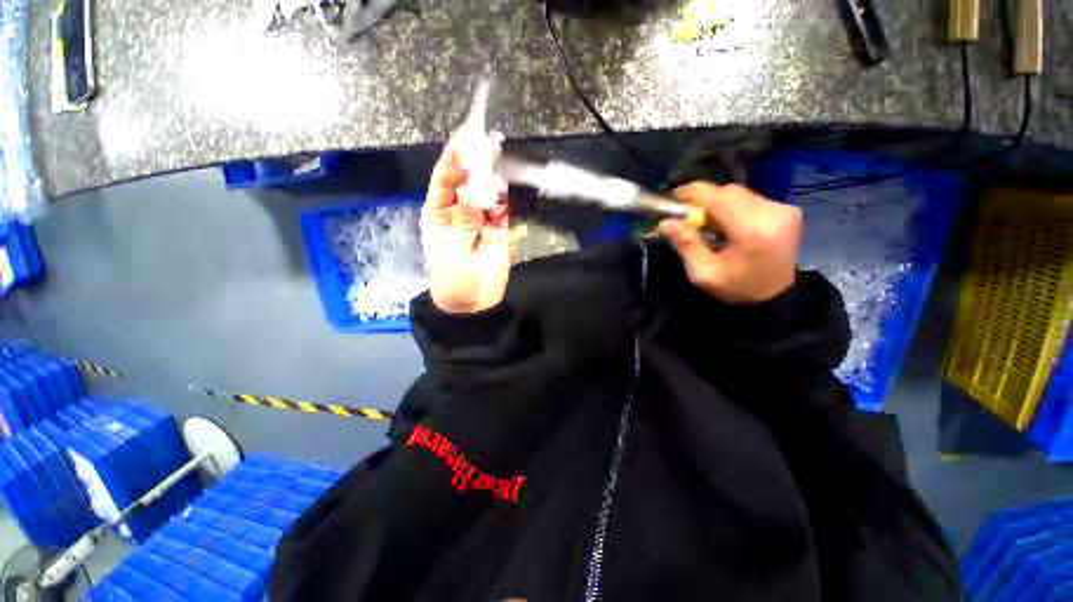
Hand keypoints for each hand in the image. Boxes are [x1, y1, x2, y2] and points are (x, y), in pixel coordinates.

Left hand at [421, 138, 510, 313]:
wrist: (474, 302)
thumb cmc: (452, 278)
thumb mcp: (453, 250)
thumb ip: (465, 221)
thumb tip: (473, 191)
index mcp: (439, 213)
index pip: (443, 181)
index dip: (451, 160)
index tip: (462, 139)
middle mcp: (459, 210)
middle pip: (466, 181)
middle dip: (474, 163)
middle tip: (484, 140)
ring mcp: (481, 218)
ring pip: (486, 191)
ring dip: (491, 176)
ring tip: (498, 155)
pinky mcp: (499, 227)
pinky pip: (502, 208)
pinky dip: (504, 196)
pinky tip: (505, 181)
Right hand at [658, 182, 801, 304]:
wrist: (775, 297)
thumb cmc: (736, 287)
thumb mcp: (703, 273)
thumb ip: (685, 244)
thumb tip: (665, 222)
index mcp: (752, 230)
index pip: (719, 197)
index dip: (693, 193)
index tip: (673, 197)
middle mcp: (773, 213)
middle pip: (729, 192)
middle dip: (704, 200)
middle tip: (688, 216)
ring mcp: (784, 209)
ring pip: (739, 193)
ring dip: (717, 203)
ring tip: (706, 222)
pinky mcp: (787, 210)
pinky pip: (751, 199)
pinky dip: (732, 206)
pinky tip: (725, 223)